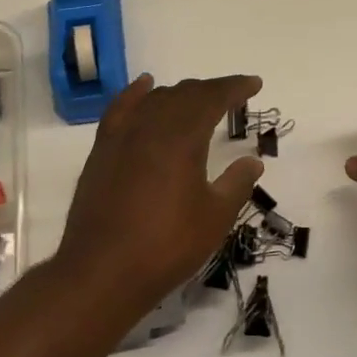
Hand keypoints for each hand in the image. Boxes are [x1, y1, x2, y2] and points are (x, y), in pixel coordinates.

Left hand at [54, 74, 264, 316]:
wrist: (102, 271)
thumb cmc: (166, 246)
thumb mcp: (214, 218)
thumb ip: (236, 184)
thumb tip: (253, 161)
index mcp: (183, 138)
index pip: (213, 98)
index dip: (235, 88)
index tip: (254, 84)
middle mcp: (152, 127)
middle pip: (185, 94)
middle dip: (212, 90)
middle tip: (232, 95)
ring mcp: (123, 136)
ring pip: (156, 99)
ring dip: (181, 94)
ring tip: (198, 98)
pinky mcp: (102, 150)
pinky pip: (122, 109)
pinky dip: (136, 93)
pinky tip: (145, 86)